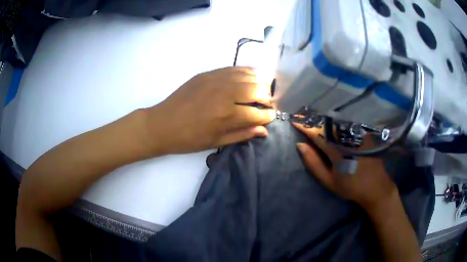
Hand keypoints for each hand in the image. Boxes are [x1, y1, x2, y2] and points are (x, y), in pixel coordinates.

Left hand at [147, 67, 274, 153]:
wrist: (162, 124)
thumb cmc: (189, 139)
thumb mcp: (216, 142)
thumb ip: (243, 134)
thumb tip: (264, 130)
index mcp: (226, 115)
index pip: (258, 113)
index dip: (268, 116)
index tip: (271, 117)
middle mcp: (225, 93)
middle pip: (258, 89)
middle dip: (267, 98)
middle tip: (266, 104)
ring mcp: (216, 79)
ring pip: (249, 75)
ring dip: (260, 83)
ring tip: (260, 91)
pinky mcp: (208, 73)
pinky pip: (234, 68)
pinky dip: (246, 73)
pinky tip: (249, 78)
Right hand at [293, 123, 396, 210]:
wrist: (375, 187)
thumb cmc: (350, 186)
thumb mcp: (329, 180)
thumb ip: (314, 163)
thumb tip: (300, 145)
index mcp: (337, 150)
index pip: (316, 133)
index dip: (304, 126)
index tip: (294, 119)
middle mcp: (347, 137)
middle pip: (326, 122)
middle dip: (313, 117)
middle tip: (302, 114)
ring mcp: (357, 133)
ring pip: (337, 120)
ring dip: (323, 117)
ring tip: (313, 114)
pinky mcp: (364, 132)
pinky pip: (347, 122)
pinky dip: (336, 119)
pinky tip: (331, 119)